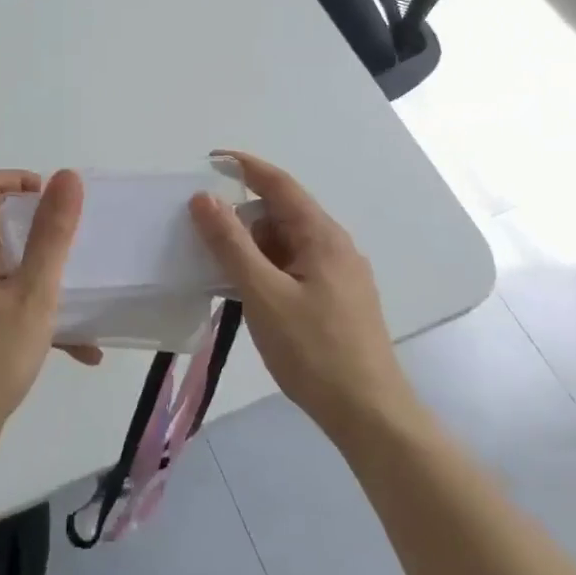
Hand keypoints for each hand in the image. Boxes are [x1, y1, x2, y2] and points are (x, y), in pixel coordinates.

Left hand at [0, 169, 89, 462]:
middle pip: (3, 222)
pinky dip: (44, 313)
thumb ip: (52, 234)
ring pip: (14, 265)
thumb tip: (67, 176)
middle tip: (80, 247)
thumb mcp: (32, 293)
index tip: (57, 205)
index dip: (21, 181)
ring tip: (88, 295)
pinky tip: (83, 349)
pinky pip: (15, 300)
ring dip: (51, 276)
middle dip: (46, 230)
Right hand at [189, 152, 413, 442]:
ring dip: (254, 249)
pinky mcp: (339, 301)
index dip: (245, 166)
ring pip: (288, 245)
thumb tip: (204, 198)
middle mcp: (336, 246)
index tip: (211, 160)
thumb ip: (231, 244)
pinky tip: (251, 297)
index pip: (279, 184)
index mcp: (322, 236)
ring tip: (222, 273)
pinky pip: (296, 268)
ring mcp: (341, 275)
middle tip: (205, 237)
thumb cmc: (314, 351)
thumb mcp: (263, 294)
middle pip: (282, 214)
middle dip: (243, 219)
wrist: (371, 415)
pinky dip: (268, 271)